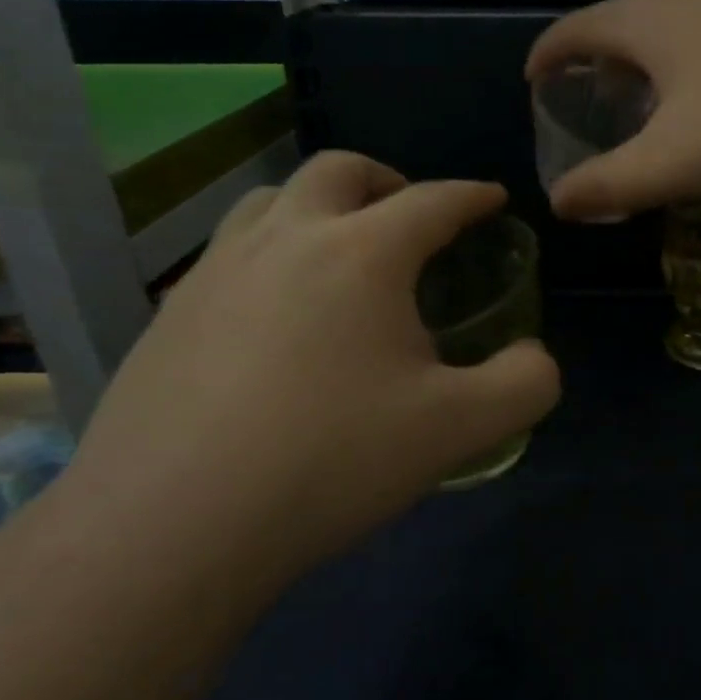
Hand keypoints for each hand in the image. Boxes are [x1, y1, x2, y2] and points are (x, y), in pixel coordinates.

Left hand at [66, 153, 559, 586]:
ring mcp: (215, 273)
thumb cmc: (331, 461)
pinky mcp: (168, 315)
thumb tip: (532, 356)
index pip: (433, 200)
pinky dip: (269, 255)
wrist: (170, 528)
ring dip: (318, 206)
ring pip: (270, 200)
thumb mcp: (460, 428)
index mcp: (362, 253)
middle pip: (340, 171)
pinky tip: (276, 315)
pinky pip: (229, 254)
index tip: (492, 199)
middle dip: (388, 180)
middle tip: (411, 217)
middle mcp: (285, 240)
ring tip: (340, 251)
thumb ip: (524, 383)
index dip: (472, 196)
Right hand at [526, 0, 700, 219]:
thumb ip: (608, 185)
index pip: (575, 30)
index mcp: (646, 23)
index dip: (548, 55)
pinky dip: (689, 55)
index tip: (534, 80)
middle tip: (589, 91)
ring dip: (646, 52)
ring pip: (671, 20)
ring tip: (645, 92)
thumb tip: (558, 203)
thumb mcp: (669, 165)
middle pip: (622, 16)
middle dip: (596, 53)